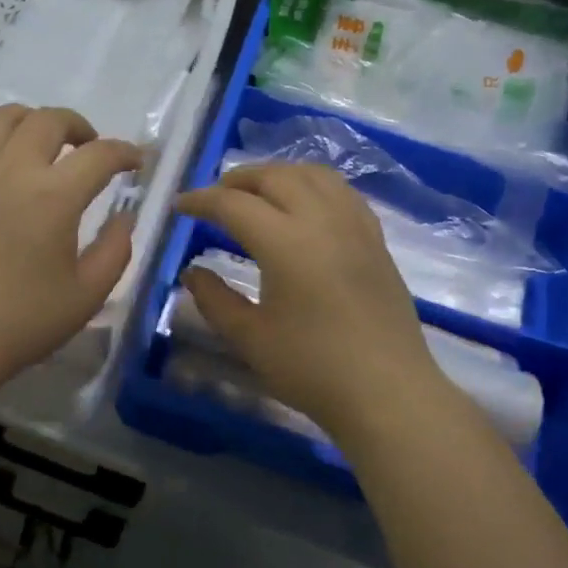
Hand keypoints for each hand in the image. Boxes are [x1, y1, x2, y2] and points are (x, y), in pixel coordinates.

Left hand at [0, 105, 142, 392]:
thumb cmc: (22, 322)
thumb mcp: (88, 295)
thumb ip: (116, 250)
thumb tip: (125, 217)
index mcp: (55, 197)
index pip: (100, 155)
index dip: (125, 153)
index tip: (135, 162)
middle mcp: (12, 171)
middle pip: (49, 121)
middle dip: (77, 127)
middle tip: (86, 149)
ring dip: (26, 120)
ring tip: (35, 140)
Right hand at [176, 164, 446, 443]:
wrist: (388, 393)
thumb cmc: (313, 368)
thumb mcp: (251, 338)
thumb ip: (215, 300)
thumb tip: (191, 273)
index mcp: (286, 242)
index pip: (233, 204)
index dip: (201, 200)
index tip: (179, 206)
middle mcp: (322, 220)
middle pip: (274, 177)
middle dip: (237, 179)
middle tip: (213, 198)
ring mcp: (355, 226)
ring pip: (312, 174)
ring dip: (277, 175)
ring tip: (257, 193)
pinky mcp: (376, 239)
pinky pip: (341, 191)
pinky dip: (312, 185)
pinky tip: (304, 206)